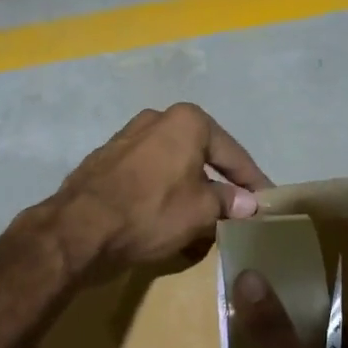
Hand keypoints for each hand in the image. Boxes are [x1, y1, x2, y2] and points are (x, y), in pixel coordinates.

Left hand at [44, 104, 271, 275]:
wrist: (79, 228)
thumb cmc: (151, 212)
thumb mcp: (201, 211)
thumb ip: (229, 202)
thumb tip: (248, 203)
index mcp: (187, 122)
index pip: (233, 154)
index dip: (253, 181)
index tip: (268, 201)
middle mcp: (157, 119)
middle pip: (201, 156)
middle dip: (219, 185)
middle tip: (236, 210)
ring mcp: (127, 138)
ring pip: (173, 167)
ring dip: (190, 191)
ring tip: (203, 220)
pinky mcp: (105, 160)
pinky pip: (148, 176)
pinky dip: (162, 194)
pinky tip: (167, 218)